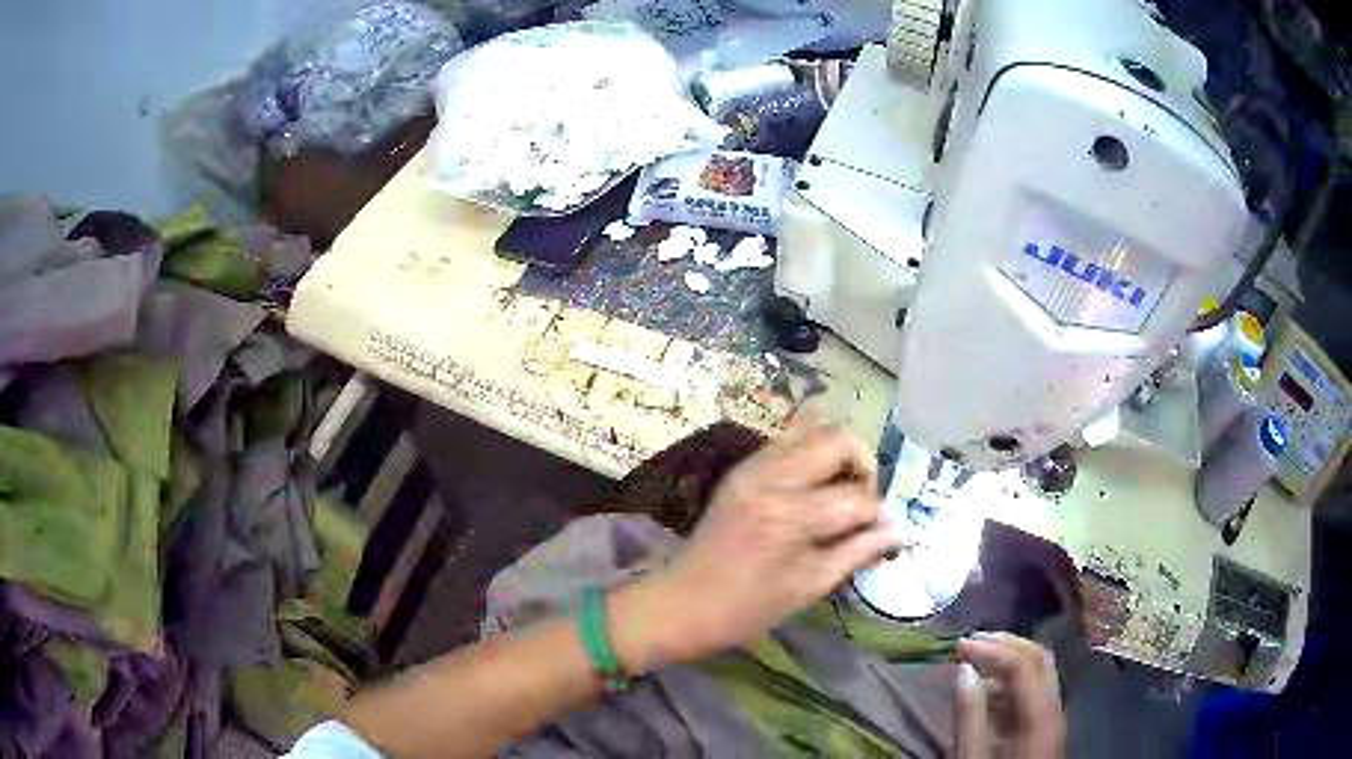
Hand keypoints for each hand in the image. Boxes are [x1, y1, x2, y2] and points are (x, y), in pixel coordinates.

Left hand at [611, 420, 902, 671]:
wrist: (684, 602)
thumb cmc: (749, 608)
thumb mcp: (810, 586)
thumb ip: (858, 551)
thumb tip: (898, 530)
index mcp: (790, 516)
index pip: (856, 498)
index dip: (875, 516)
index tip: (878, 533)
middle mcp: (771, 478)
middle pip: (838, 439)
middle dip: (863, 465)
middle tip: (862, 500)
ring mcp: (752, 467)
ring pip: (813, 430)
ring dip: (837, 455)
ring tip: (839, 492)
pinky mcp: (742, 468)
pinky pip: (788, 442)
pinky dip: (811, 455)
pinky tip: (813, 489)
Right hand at [955, 633, 1065, 758]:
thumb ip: (969, 716)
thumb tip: (964, 670)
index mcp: (1040, 716)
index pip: (1024, 663)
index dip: (992, 647)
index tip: (957, 647)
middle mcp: (1053, 707)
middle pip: (1038, 657)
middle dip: (1003, 644)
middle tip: (967, 645)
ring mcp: (1052, 715)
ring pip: (1037, 671)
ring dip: (1005, 661)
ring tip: (971, 667)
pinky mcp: (1043, 726)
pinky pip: (1031, 691)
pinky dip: (1007, 682)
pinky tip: (984, 693)